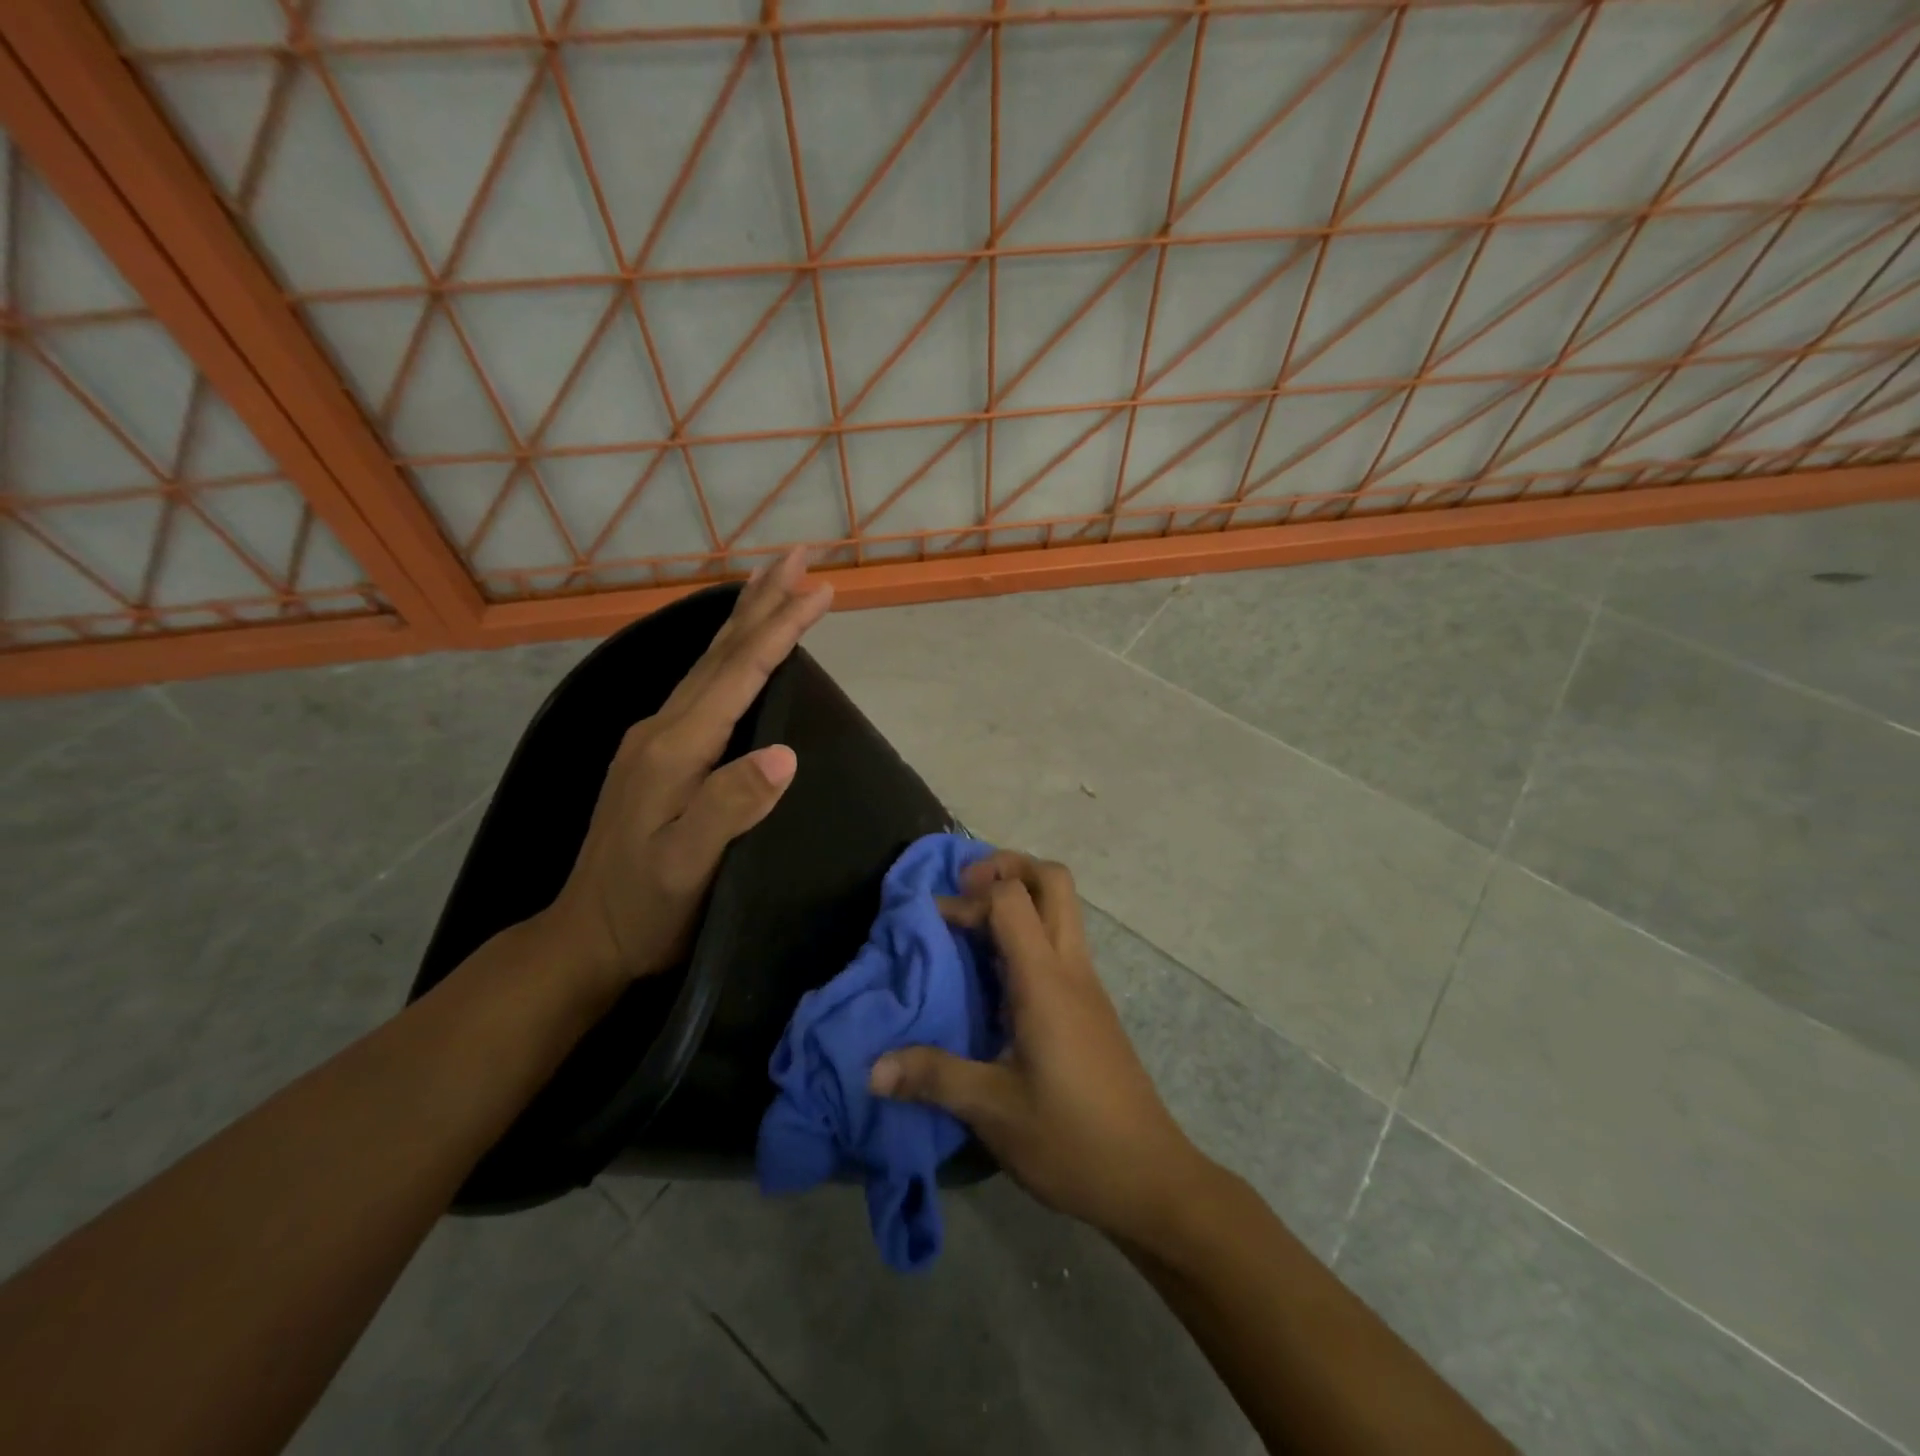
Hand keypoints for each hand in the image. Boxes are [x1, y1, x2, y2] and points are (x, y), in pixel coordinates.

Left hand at [540, 548, 832, 1000]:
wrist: (587, 936)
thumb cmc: (647, 907)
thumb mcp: (689, 866)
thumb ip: (732, 806)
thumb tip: (785, 752)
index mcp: (674, 748)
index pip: (738, 674)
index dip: (780, 629)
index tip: (819, 589)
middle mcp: (662, 728)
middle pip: (720, 652)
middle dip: (762, 601)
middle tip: (798, 556)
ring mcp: (655, 739)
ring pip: (709, 664)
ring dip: (746, 619)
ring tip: (774, 583)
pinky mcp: (658, 754)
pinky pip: (703, 686)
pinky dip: (731, 654)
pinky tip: (739, 651)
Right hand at [869, 851, 1212, 1244]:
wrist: (1150, 1180)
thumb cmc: (1072, 1141)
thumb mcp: (994, 1111)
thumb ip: (934, 1078)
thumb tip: (872, 1069)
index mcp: (1046, 982)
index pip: (1012, 899)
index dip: (968, 897)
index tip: (932, 922)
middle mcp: (1071, 968)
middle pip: (1053, 881)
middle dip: (1008, 867)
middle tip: (964, 890)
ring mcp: (1086, 985)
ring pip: (1062, 908)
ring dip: (1020, 897)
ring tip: (972, 926)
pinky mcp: (1090, 1006)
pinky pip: (1060, 942)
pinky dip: (1028, 932)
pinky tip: (996, 976)